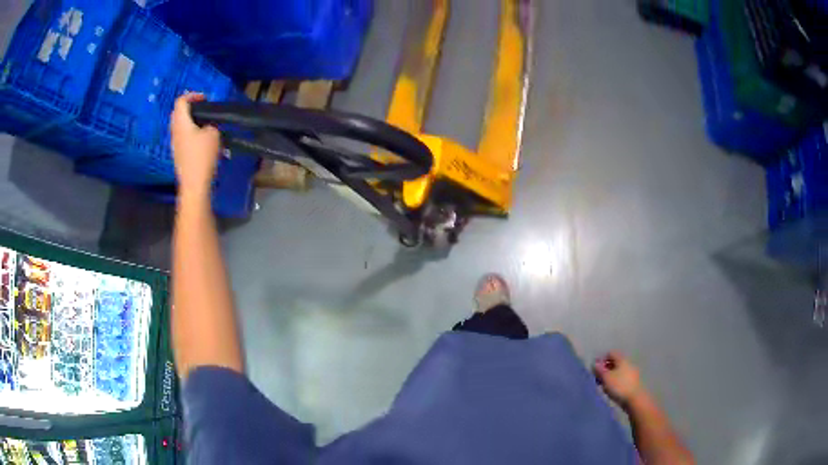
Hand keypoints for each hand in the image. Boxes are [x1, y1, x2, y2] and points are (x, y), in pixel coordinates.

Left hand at [170, 93, 220, 197]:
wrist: (194, 184)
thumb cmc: (203, 156)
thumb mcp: (214, 134)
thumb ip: (211, 124)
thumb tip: (207, 125)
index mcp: (181, 123)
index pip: (181, 101)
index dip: (192, 95)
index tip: (205, 99)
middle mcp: (174, 131)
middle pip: (178, 113)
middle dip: (190, 108)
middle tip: (204, 110)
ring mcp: (174, 144)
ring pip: (179, 126)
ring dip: (190, 121)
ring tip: (205, 125)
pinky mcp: (178, 154)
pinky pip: (182, 137)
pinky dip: (190, 133)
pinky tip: (202, 140)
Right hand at [594, 351, 645, 406]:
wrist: (635, 399)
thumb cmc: (619, 386)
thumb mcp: (606, 378)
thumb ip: (600, 370)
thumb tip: (595, 363)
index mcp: (622, 359)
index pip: (610, 353)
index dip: (602, 359)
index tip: (595, 369)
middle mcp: (627, 363)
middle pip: (614, 362)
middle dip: (605, 369)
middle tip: (597, 378)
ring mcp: (631, 372)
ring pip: (618, 371)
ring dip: (609, 376)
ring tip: (603, 386)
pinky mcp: (632, 382)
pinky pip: (621, 378)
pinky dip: (615, 382)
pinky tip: (611, 390)